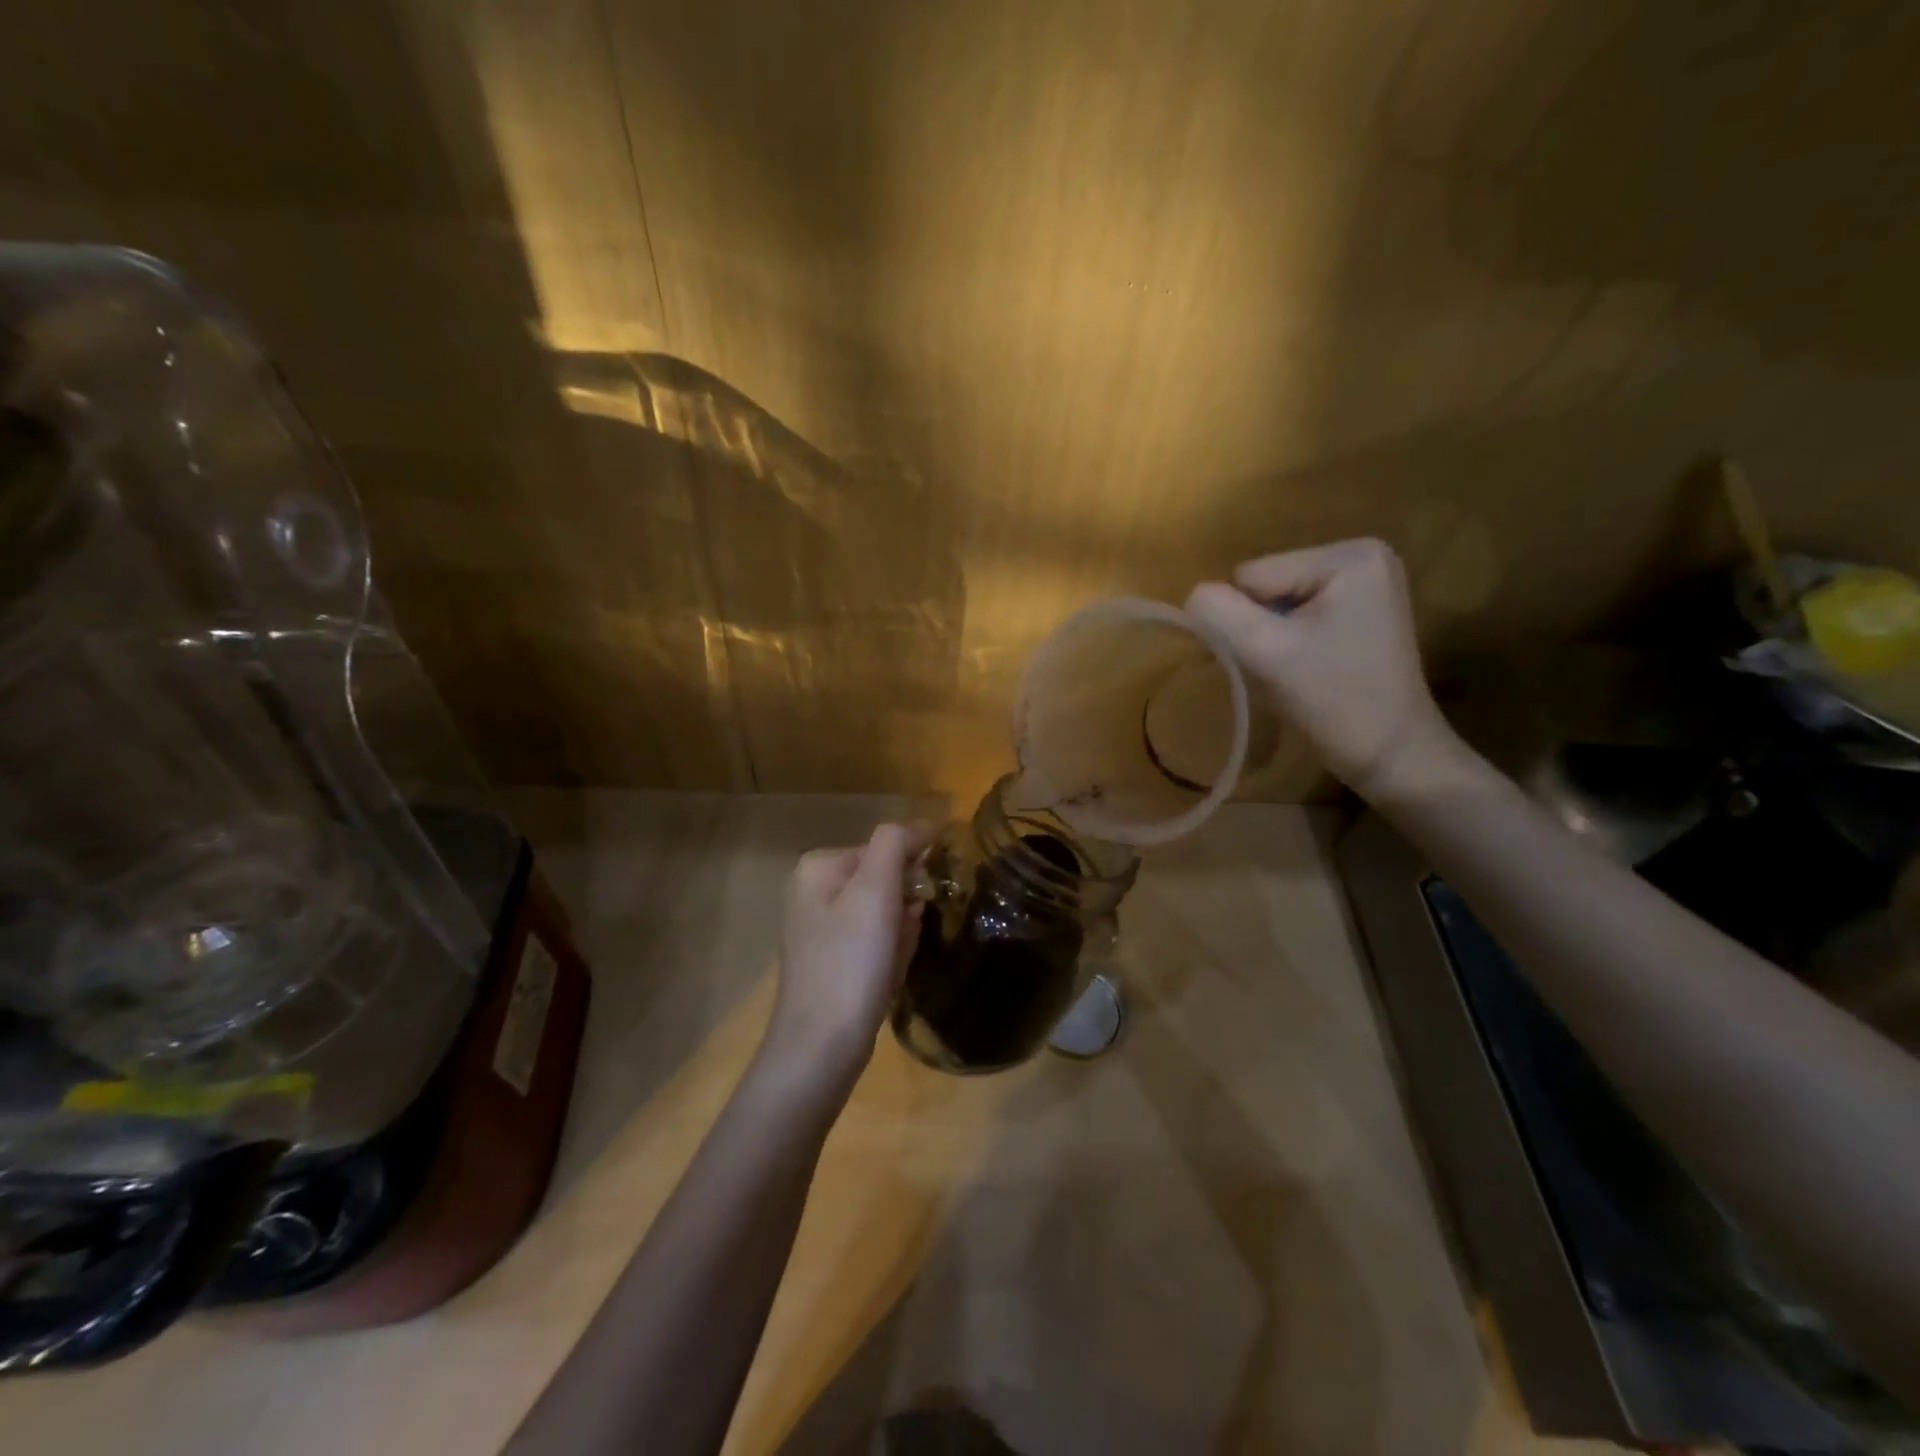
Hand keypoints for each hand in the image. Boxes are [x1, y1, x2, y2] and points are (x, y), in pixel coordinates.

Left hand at [764, 822, 933, 1086]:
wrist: (821, 1046)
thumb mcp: (875, 892)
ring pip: (884, 913)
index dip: (911, 874)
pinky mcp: (829, 958)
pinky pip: (874, 941)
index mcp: (818, 866)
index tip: (922, 903)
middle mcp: (812, 890)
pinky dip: (890, 953)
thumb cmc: (851, 962)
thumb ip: (895, 844)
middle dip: (905, 908)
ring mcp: (819, 926)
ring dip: (901, 933)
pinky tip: (886, 977)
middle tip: (903, 938)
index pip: (885, 847)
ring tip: (892, 963)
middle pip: (885, 881)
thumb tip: (922, 824)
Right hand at [1186, 538, 1464, 800]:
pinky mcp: (1361, 611)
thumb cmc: (1335, 700)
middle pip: (1266, 586)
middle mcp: (1362, 556)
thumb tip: (1193, 596)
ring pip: (1276, 604)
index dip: (1247, 621)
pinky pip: (1297, 616)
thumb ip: (1219, 613)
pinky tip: (1310, 668)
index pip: (1251, 576)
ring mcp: (1365, 584)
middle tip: (1287, 668)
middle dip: (1263, 628)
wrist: (1391, 754)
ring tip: (1300, 671)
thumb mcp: (1266, 652)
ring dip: (1273, 639)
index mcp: (1348, 555)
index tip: (1277, 658)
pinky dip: (1290, 644)